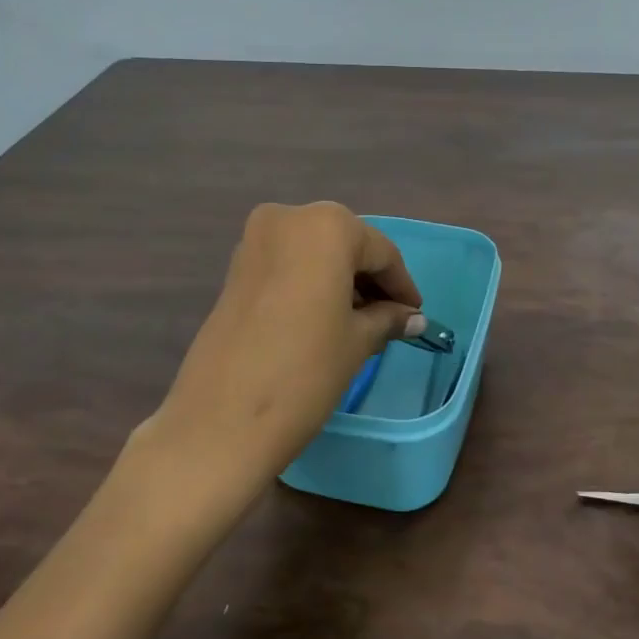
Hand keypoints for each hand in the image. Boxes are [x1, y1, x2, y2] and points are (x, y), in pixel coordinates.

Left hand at [135, 202, 423, 507]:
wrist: (221, 420)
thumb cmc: (305, 371)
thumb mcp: (357, 342)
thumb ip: (388, 318)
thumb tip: (413, 317)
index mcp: (326, 225)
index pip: (381, 252)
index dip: (402, 285)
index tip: (416, 314)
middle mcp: (288, 218)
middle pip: (345, 244)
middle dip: (369, 279)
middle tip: (390, 318)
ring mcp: (254, 240)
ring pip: (314, 252)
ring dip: (339, 281)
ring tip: (360, 323)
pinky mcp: (235, 268)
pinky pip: (287, 264)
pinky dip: (310, 283)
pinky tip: (324, 318)